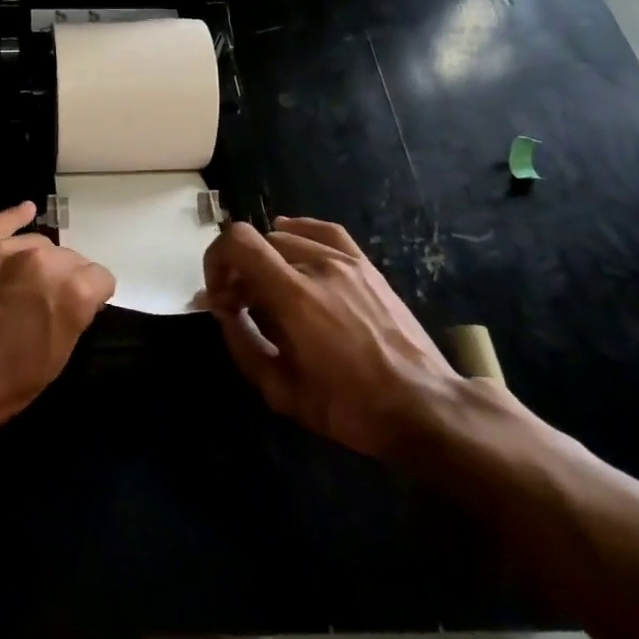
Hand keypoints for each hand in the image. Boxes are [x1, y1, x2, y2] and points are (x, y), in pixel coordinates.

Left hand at [0, 201, 115, 439]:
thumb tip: (79, 298)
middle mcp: (42, 259)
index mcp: (71, 290)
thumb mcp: (56, 359)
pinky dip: (15, 217)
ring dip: (39, 261)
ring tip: (25, 285)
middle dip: (66, 278)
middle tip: (48, 305)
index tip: (83, 311)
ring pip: (37, 243)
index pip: (100, 278)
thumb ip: (74, 316)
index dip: (94, 297)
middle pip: (70, 258)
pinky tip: (26, 211)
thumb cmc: (3, 385)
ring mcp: (3, 249)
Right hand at [201, 217, 460, 458]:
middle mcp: (318, 266)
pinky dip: (299, 231)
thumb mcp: (280, 389)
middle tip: (241, 307)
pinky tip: (289, 240)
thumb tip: (222, 311)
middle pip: (259, 244)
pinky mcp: (367, 267)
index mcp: (293, 296)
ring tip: (269, 292)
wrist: (422, 407)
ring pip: (287, 239)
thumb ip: (242, 342)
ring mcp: (346, 262)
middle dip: (239, 271)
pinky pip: (325, 232)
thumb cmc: (348, 406)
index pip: (238, 243)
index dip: (215, 261)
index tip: (219, 297)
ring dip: (266, 261)